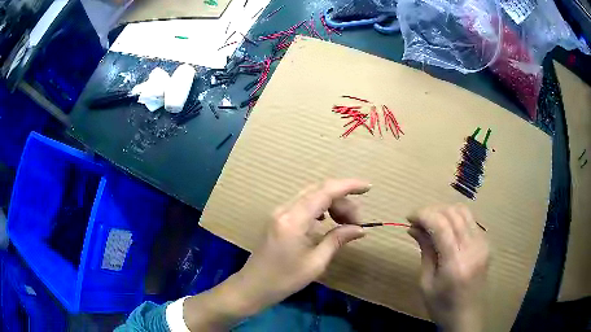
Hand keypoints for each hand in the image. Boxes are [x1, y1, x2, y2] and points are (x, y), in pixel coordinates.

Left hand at [231, 179, 370, 313]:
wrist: (253, 287)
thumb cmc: (284, 280)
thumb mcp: (315, 263)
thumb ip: (337, 240)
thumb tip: (360, 229)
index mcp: (293, 220)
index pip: (325, 191)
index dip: (349, 186)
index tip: (368, 188)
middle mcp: (285, 209)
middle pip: (319, 191)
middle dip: (343, 201)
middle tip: (357, 222)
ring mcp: (279, 213)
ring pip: (311, 196)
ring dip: (332, 204)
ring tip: (345, 223)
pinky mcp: (278, 218)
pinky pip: (303, 205)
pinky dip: (320, 209)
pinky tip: (327, 221)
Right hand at [407, 204, 489, 331]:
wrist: (467, 317)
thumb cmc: (442, 306)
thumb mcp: (426, 283)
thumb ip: (425, 251)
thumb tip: (414, 228)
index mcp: (455, 262)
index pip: (441, 225)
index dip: (423, 215)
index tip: (409, 217)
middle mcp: (473, 248)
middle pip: (453, 213)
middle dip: (432, 211)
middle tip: (418, 221)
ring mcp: (483, 244)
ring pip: (464, 212)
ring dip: (445, 211)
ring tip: (431, 222)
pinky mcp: (486, 244)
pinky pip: (471, 221)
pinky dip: (456, 219)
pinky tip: (447, 230)